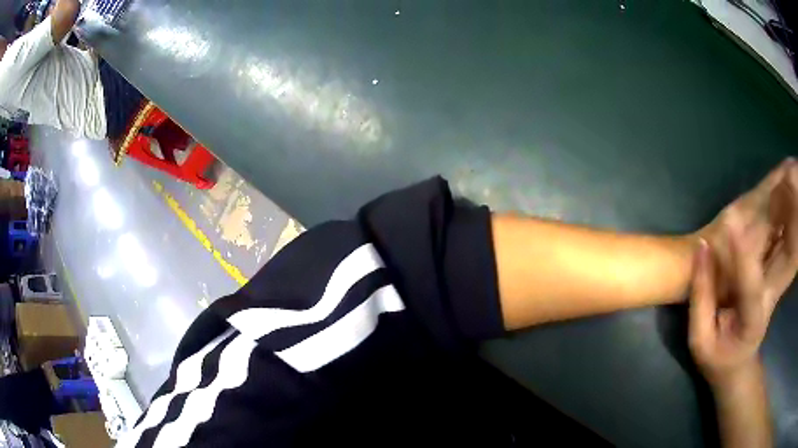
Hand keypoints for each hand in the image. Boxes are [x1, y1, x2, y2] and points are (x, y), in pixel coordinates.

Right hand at [689, 158, 797, 385]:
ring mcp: (776, 284)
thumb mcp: (700, 340)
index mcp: (751, 320)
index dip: (742, 253)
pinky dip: (790, 217)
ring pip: (791, 246)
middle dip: (790, 218)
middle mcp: (770, 297)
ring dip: (793, 210)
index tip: (733, 221)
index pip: (750, 283)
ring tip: (791, 169)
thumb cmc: (716, 356)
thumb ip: (700, 298)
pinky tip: (788, 189)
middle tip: (788, 174)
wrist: (737, 364)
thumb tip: (701, 249)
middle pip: (786, 258)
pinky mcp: (777, 276)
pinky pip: (787, 244)